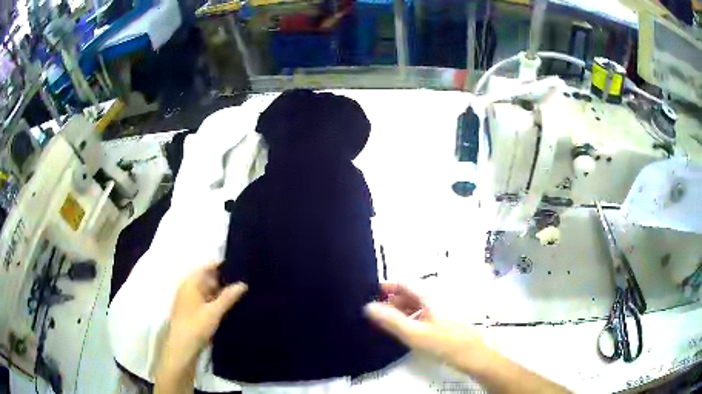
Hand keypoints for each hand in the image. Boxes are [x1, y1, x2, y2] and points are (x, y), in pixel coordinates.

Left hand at [157, 262, 245, 393]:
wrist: (182, 348)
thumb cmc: (196, 326)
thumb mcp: (214, 311)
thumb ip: (228, 297)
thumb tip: (243, 284)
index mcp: (190, 283)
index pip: (206, 267)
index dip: (220, 265)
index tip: (237, 265)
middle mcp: (187, 288)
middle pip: (205, 278)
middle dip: (222, 279)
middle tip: (242, 281)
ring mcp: (187, 300)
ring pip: (205, 290)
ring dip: (219, 292)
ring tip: (238, 293)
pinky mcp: (190, 311)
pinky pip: (204, 300)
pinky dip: (214, 301)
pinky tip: (227, 307)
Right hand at [364, 283, 484, 366]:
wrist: (472, 355)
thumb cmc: (443, 343)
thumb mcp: (414, 334)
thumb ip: (391, 320)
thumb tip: (368, 306)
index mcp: (429, 295)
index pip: (404, 282)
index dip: (387, 287)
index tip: (371, 297)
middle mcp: (436, 296)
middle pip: (410, 292)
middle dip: (392, 300)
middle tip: (376, 314)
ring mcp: (443, 306)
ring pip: (417, 302)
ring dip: (401, 309)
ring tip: (388, 323)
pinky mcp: (446, 317)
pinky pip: (424, 311)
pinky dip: (412, 316)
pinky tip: (407, 329)